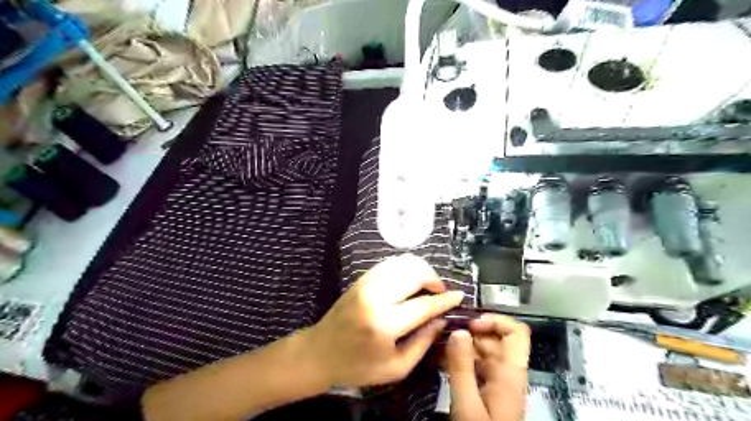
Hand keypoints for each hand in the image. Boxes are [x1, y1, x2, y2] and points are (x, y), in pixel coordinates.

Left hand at [304, 253, 463, 387]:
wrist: (320, 352)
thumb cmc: (358, 366)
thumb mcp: (396, 368)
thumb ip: (423, 343)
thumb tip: (441, 320)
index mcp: (384, 324)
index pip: (424, 305)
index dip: (445, 300)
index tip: (460, 296)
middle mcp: (376, 297)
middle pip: (415, 273)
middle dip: (434, 279)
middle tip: (441, 292)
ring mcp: (366, 283)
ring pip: (403, 263)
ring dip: (421, 270)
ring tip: (427, 285)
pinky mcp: (361, 278)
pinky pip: (390, 263)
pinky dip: (406, 267)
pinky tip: (410, 279)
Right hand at [448, 315, 529, 418]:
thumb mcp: (467, 404)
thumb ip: (461, 367)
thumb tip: (458, 330)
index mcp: (509, 373)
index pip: (516, 332)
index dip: (495, 321)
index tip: (469, 324)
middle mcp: (506, 373)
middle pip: (494, 339)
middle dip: (469, 332)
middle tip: (442, 332)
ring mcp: (496, 382)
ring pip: (482, 352)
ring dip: (461, 345)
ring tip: (436, 344)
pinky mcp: (487, 391)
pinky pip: (475, 366)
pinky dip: (459, 359)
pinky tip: (440, 360)